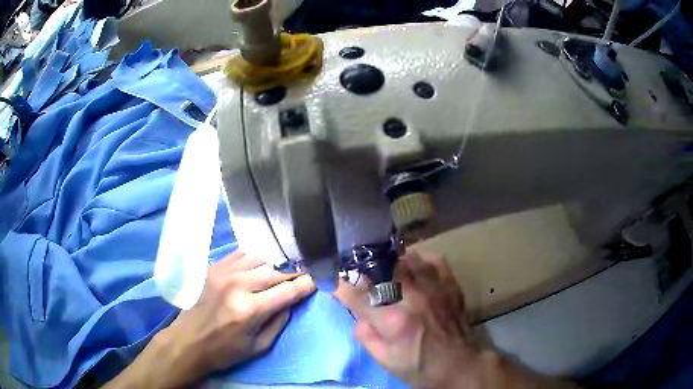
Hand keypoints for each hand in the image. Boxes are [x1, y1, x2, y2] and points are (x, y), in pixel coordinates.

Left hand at [106, 251, 315, 387]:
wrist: (188, 342)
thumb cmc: (224, 351)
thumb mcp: (258, 346)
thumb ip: (278, 322)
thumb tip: (291, 302)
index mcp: (250, 310)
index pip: (287, 291)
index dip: (306, 285)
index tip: (317, 280)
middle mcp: (237, 285)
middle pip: (275, 271)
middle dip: (292, 275)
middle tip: (300, 278)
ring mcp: (223, 273)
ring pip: (259, 258)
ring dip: (273, 265)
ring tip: (279, 272)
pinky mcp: (213, 269)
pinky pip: (240, 254)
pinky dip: (253, 259)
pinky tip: (257, 266)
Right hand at [335, 250, 480, 387]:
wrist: (460, 365)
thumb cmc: (420, 367)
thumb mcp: (385, 360)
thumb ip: (365, 335)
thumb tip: (357, 314)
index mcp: (394, 320)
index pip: (357, 294)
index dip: (340, 286)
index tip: (333, 281)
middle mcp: (413, 297)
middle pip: (381, 267)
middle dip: (365, 269)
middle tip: (360, 275)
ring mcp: (434, 287)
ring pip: (406, 258)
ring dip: (391, 264)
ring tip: (386, 273)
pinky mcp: (450, 283)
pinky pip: (432, 258)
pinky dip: (419, 261)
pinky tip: (414, 270)